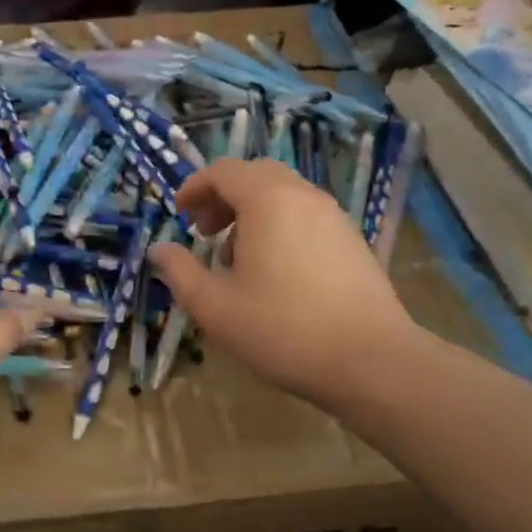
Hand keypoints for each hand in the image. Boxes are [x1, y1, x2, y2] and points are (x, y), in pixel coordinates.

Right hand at [148, 157, 417, 410]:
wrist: (372, 360)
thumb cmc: (282, 329)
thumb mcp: (215, 306)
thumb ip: (180, 272)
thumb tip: (159, 250)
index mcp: (267, 200)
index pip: (224, 171)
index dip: (195, 187)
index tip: (179, 212)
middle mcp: (302, 196)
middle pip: (255, 176)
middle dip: (223, 197)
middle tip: (204, 232)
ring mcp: (333, 216)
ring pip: (283, 195)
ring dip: (251, 213)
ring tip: (236, 258)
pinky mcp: (352, 240)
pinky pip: (305, 215)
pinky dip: (279, 226)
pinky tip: (275, 272)